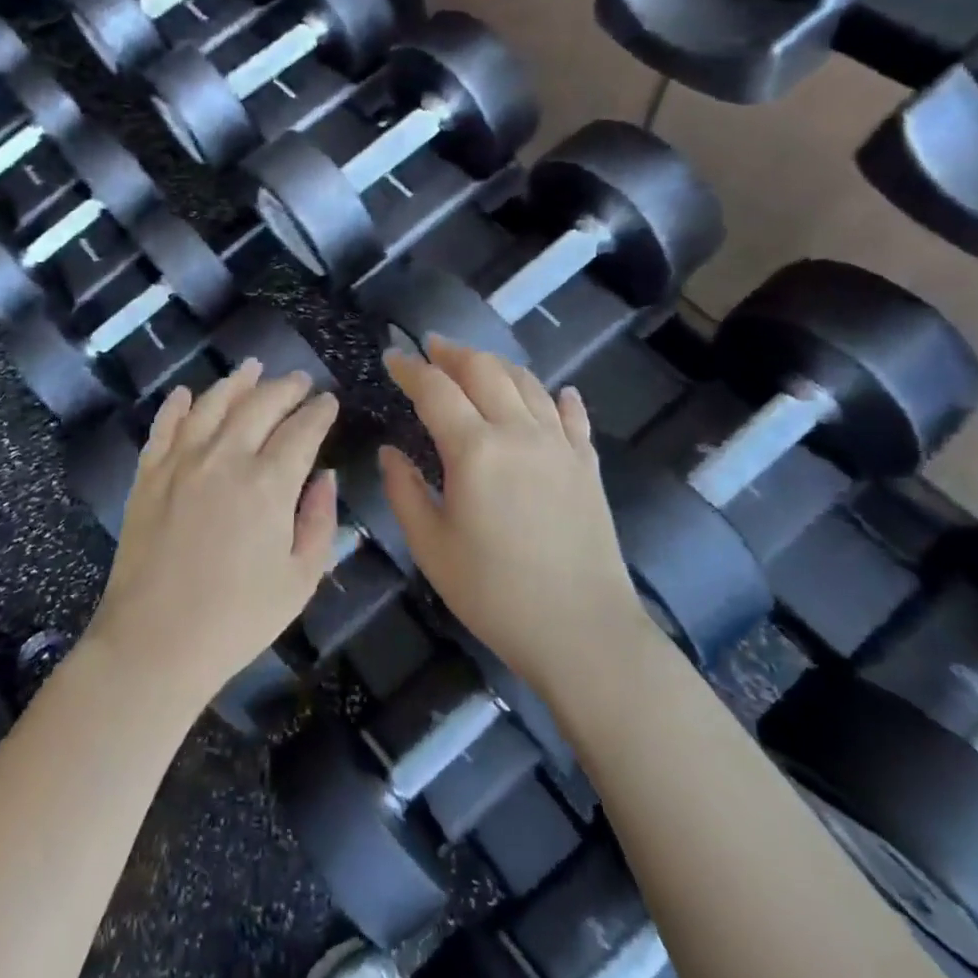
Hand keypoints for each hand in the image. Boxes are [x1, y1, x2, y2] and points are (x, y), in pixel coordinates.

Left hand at [87, 361, 340, 711]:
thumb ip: (320, 521)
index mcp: (269, 483)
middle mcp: (225, 457)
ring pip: (212, 403)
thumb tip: (326, 476)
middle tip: (299, 380)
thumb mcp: (300, 580)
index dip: (319, 411)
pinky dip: (177, 405)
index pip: (303, 430)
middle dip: (285, 387)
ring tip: (251, 368)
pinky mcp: (148, 474)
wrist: (154, 642)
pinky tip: (187, 394)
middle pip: (260, 404)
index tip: (329, 401)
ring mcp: (181, 461)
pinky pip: (164, 426)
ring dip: (236, 382)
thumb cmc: (236, 619)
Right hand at [380, 338, 647, 692]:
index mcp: (474, 450)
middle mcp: (518, 432)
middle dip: (453, 353)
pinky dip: (558, 397)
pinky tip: (557, 393)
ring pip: (527, 383)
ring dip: (496, 365)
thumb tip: (390, 452)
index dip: (410, 368)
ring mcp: (559, 445)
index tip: (392, 358)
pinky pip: (572, 416)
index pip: (435, 390)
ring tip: (476, 363)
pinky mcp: (587, 464)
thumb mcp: (431, 546)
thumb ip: (404, 491)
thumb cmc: (493, 592)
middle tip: (431, 347)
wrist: (582, 630)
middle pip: (484, 371)